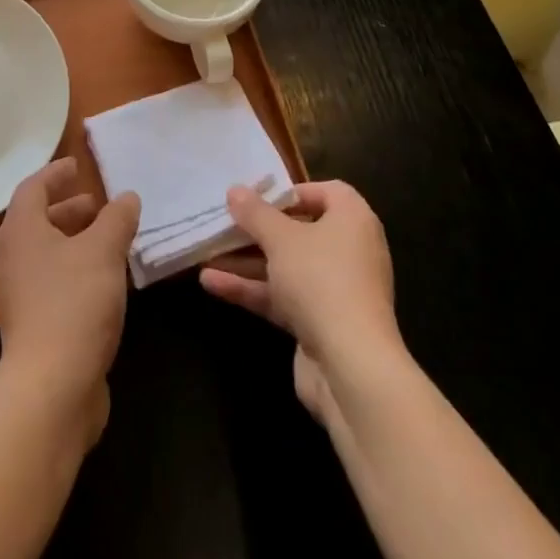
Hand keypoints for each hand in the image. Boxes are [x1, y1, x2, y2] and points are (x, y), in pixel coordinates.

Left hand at [0, 157, 140, 444]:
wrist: (51, 390)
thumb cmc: (74, 303)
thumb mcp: (104, 251)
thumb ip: (117, 219)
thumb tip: (127, 197)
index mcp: (22, 231)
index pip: (33, 188)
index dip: (55, 173)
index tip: (77, 165)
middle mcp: (14, 258)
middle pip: (38, 220)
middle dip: (69, 208)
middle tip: (98, 203)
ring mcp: (21, 295)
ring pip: (48, 254)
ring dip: (75, 241)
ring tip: (109, 239)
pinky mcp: (34, 326)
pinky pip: (55, 282)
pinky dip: (77, 270)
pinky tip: (105, 280)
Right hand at [198, 180, 400, 418]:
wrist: (351, 368)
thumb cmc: (321, 281)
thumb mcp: (280, 238)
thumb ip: (255, 213)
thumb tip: (235, 190)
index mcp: (353, 221)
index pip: (328, 192)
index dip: (293, 191)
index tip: (259, 197)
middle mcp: (350, 251)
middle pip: (300, 230)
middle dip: (259, 229)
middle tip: (225, 222)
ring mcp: (335, 290)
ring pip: (286, 266)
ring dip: (247, 260)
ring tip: (206, 252)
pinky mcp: (320, 324)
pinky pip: (282, 297)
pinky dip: (252, 289)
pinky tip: (212, 283)